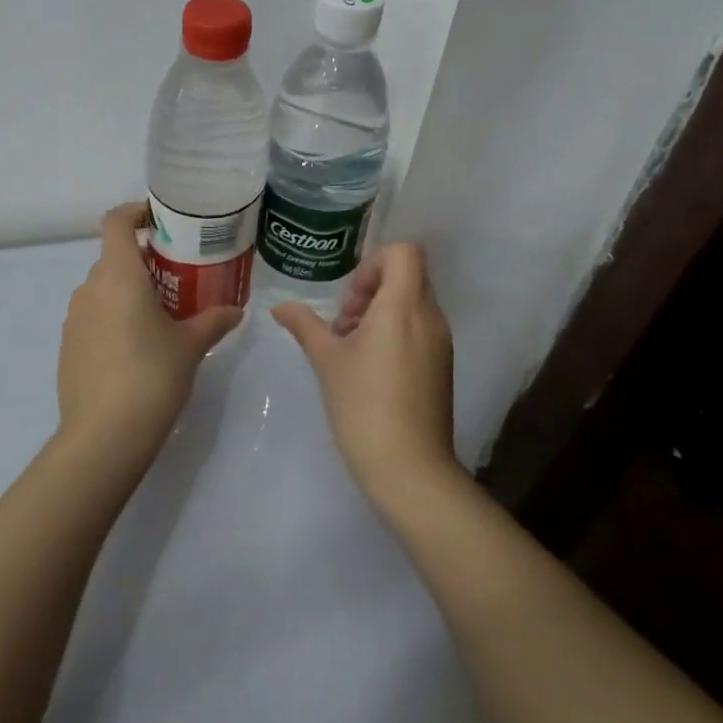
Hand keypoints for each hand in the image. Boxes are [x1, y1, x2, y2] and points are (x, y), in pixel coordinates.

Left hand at [56, 202, 242, 470]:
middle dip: (146, 260)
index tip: (162, 220)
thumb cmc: (151, 377)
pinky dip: (114, 317)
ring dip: (130, 290)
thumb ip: (214, 321)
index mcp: (118, 275)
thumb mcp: (190, 346)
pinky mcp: (68, 346)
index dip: (136, 212)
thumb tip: (236, 310)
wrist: (103, 438)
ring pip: (103, 288)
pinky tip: (137, 348)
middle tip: (179, 276)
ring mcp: (73, 318)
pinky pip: (93, 316)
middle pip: (115, 256)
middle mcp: (89, 288)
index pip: (116, 222)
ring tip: (162, 314)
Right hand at [272, 244, 461, 510]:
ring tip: (352, 348)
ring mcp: (441, 343)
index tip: (351, 299)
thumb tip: (280, 307)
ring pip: (413, 303)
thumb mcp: (327, 360)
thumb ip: (305, 325)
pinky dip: (396, 332)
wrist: (410, 469)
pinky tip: (370, 368)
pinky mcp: (442, 366)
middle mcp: (430, 317)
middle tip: (345, 325)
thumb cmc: (364, 406)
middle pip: (408, 276)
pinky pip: (420, 329)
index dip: (374, 263)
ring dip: (381, 312)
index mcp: (404, 306)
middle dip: (372, 289)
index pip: (405, 253)